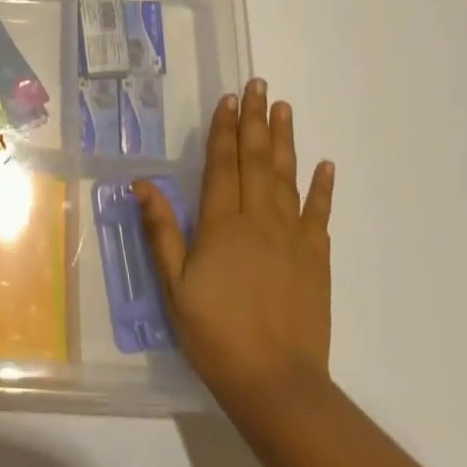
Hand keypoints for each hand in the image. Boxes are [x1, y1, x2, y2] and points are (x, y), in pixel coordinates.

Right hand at [135, 79, 334, 420]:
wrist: (275, 381)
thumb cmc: (214, 333)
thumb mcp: (174, 285)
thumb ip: (161, 231)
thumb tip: (142, 184)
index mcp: (221, 225)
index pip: (223, 165)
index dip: (225, 130)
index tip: (230, 99)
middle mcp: (259, 220)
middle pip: (256, 160)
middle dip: (255, 120)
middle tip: (259, 85)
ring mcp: (292, 237)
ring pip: (287, 177)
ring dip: (285, 140)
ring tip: (284, 109)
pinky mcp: (316, 258)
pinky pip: (319, 213)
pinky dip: (322, 187)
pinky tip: (324, 165)